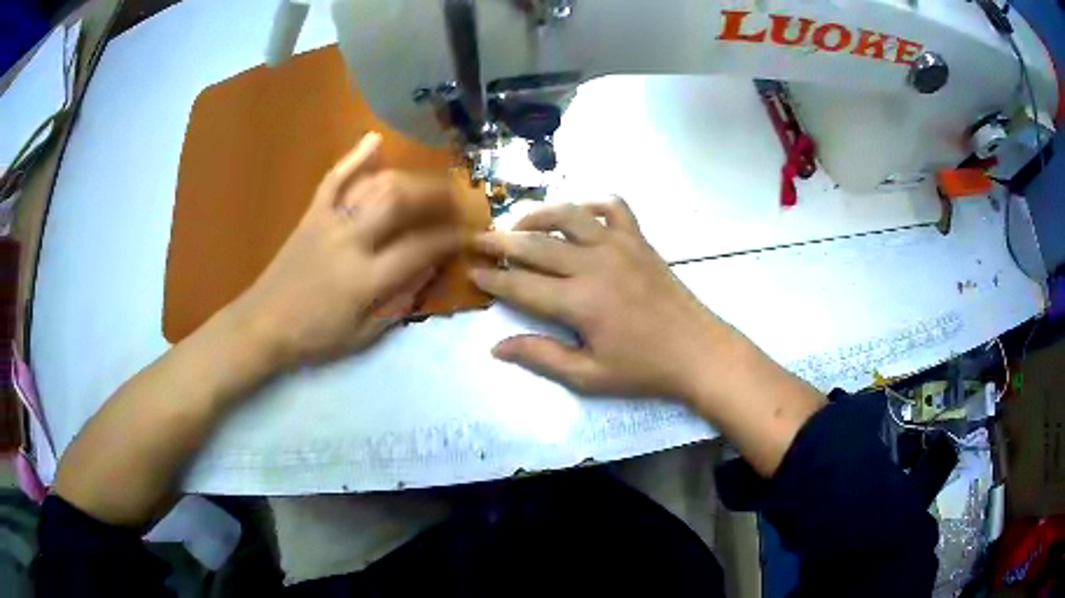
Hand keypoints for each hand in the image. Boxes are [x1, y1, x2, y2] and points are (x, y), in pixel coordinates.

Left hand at [229, 133, 461, 369]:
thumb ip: (399, 302)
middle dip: (436, 195)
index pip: (420, 247)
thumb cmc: (314, 336)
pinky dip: (354, 157)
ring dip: (409, 178)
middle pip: (400, 201)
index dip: (450, 238)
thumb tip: (428, 269)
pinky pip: (334, 178)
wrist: (262, 324)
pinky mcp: (311, 214)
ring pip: (374, 185)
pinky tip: (374, 140)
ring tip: (430, 183)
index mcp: (364, 279)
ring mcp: (328, 222)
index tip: (468, 234)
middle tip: (456, 200)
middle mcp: (350, 241)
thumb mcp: (363, 335)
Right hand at [469, 199, 736, 401]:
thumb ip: (542, 357)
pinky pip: (613, 207)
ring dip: (537, 215)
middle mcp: (595, 264)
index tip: (471, 272)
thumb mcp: (590, 376)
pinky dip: (592, 203)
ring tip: (517, 224)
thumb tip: (497, 347)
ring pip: (569, 215)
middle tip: (476, 240)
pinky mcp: (639, 239)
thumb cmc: (644, 369)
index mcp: (580, 302)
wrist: (698, 352)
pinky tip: (578, 213)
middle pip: (536, 244)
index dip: (493, 279)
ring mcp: (619, 245)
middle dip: (500, 242)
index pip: (522, 285)